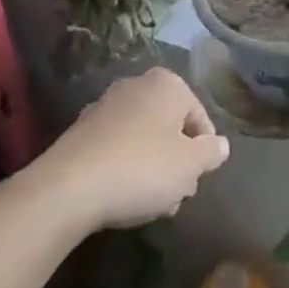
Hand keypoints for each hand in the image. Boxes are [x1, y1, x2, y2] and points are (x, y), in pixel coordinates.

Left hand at [36, 68, 229, 232]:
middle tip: (175, 194)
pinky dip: (125, 168)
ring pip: (144, 139)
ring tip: (149, 204)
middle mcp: (136, 85)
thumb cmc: (142, 168)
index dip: (203, 153)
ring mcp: (105, 106)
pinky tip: (123, 198)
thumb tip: (220, 146)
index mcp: (167, 83)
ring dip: (152, 168)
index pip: (200, 118)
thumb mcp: (190, 165)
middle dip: (176, 161)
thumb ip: (212, 152)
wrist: (68, 189)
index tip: (195, 181)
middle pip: (171, 127)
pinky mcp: (81, 132)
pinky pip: (117, 148)